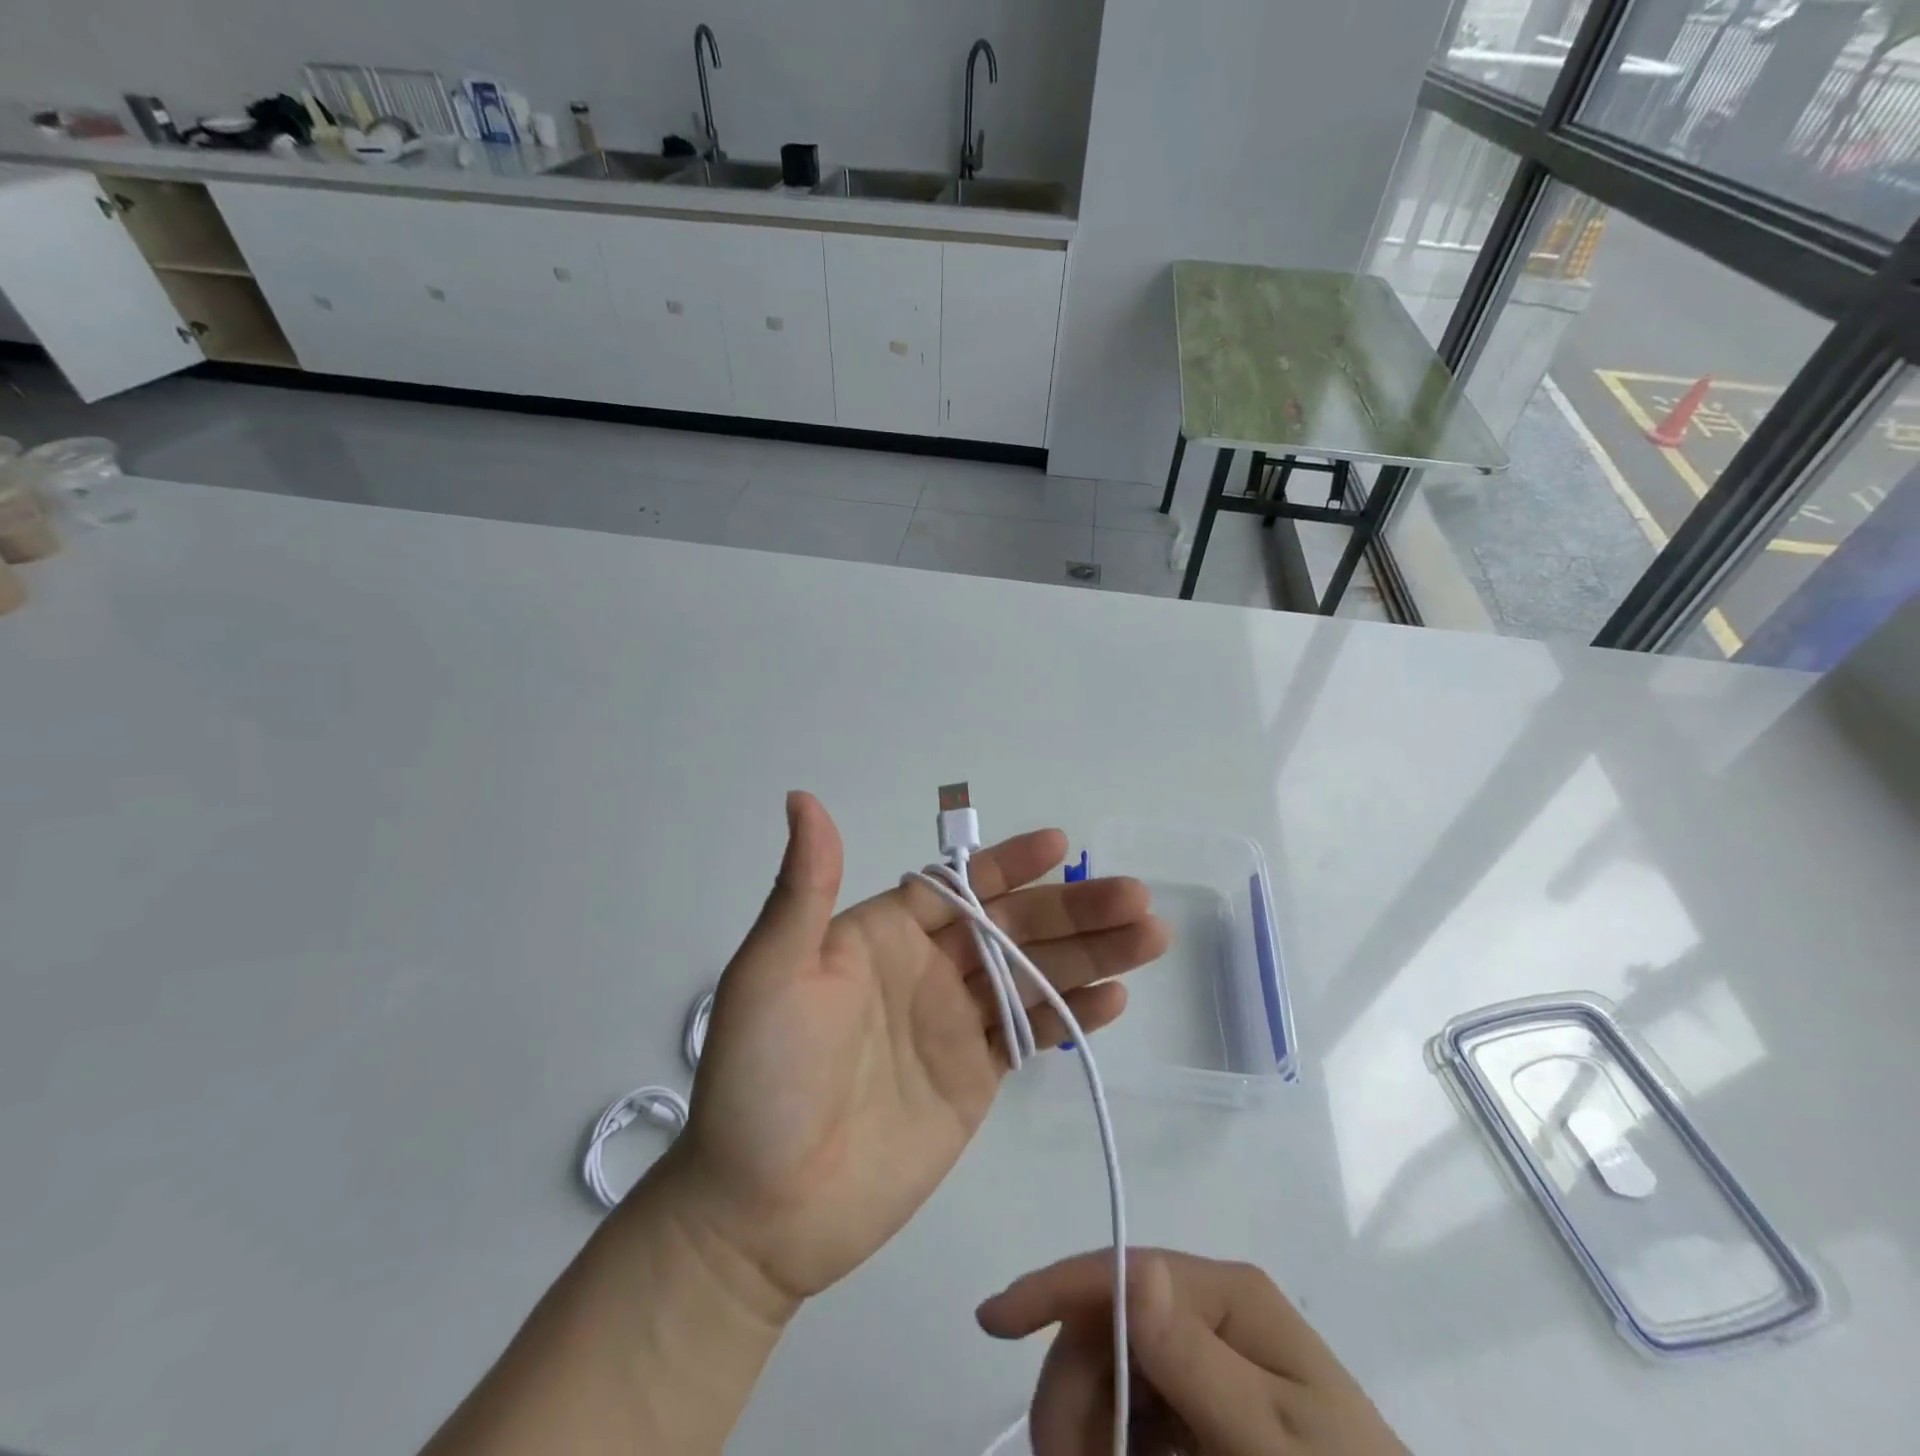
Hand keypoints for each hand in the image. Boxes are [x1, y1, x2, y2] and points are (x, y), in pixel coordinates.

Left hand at [658, 792, 1168, 1306]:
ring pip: (1033, 975)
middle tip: (1136, 898)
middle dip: (1073, 910)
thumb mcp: (772, 971)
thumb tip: (802, 799)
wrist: (762, 1212)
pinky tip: (1116, 997)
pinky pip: (1031, 1034)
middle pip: (1011, 927)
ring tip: (1150, 935)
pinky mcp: (974, 1077)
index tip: (1059, 846)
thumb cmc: (762, 1078)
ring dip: (1091, 955)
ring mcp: (953, 1023)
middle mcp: (926, 967)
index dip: (1008, 865)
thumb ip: (803, 888)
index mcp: (884, 933)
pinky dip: (1074, 1014)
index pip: (958, 884)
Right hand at [977, 1249, 1407, 1455]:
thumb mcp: (1272, 1448)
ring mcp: (1206, 1359)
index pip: (1120, 1271)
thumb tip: (1134, 1271)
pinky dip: (1113, 1440)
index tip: (990, 1323)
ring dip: (1087, 1423)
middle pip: (1108, 1326)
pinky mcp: (1205, 1407)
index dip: (1051, 1289)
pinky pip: (1137, 1411)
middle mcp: (1211, 1310)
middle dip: (1073, 1392)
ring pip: (1113, 1371)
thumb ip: (1198, 1363)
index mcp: (1227, 1296)